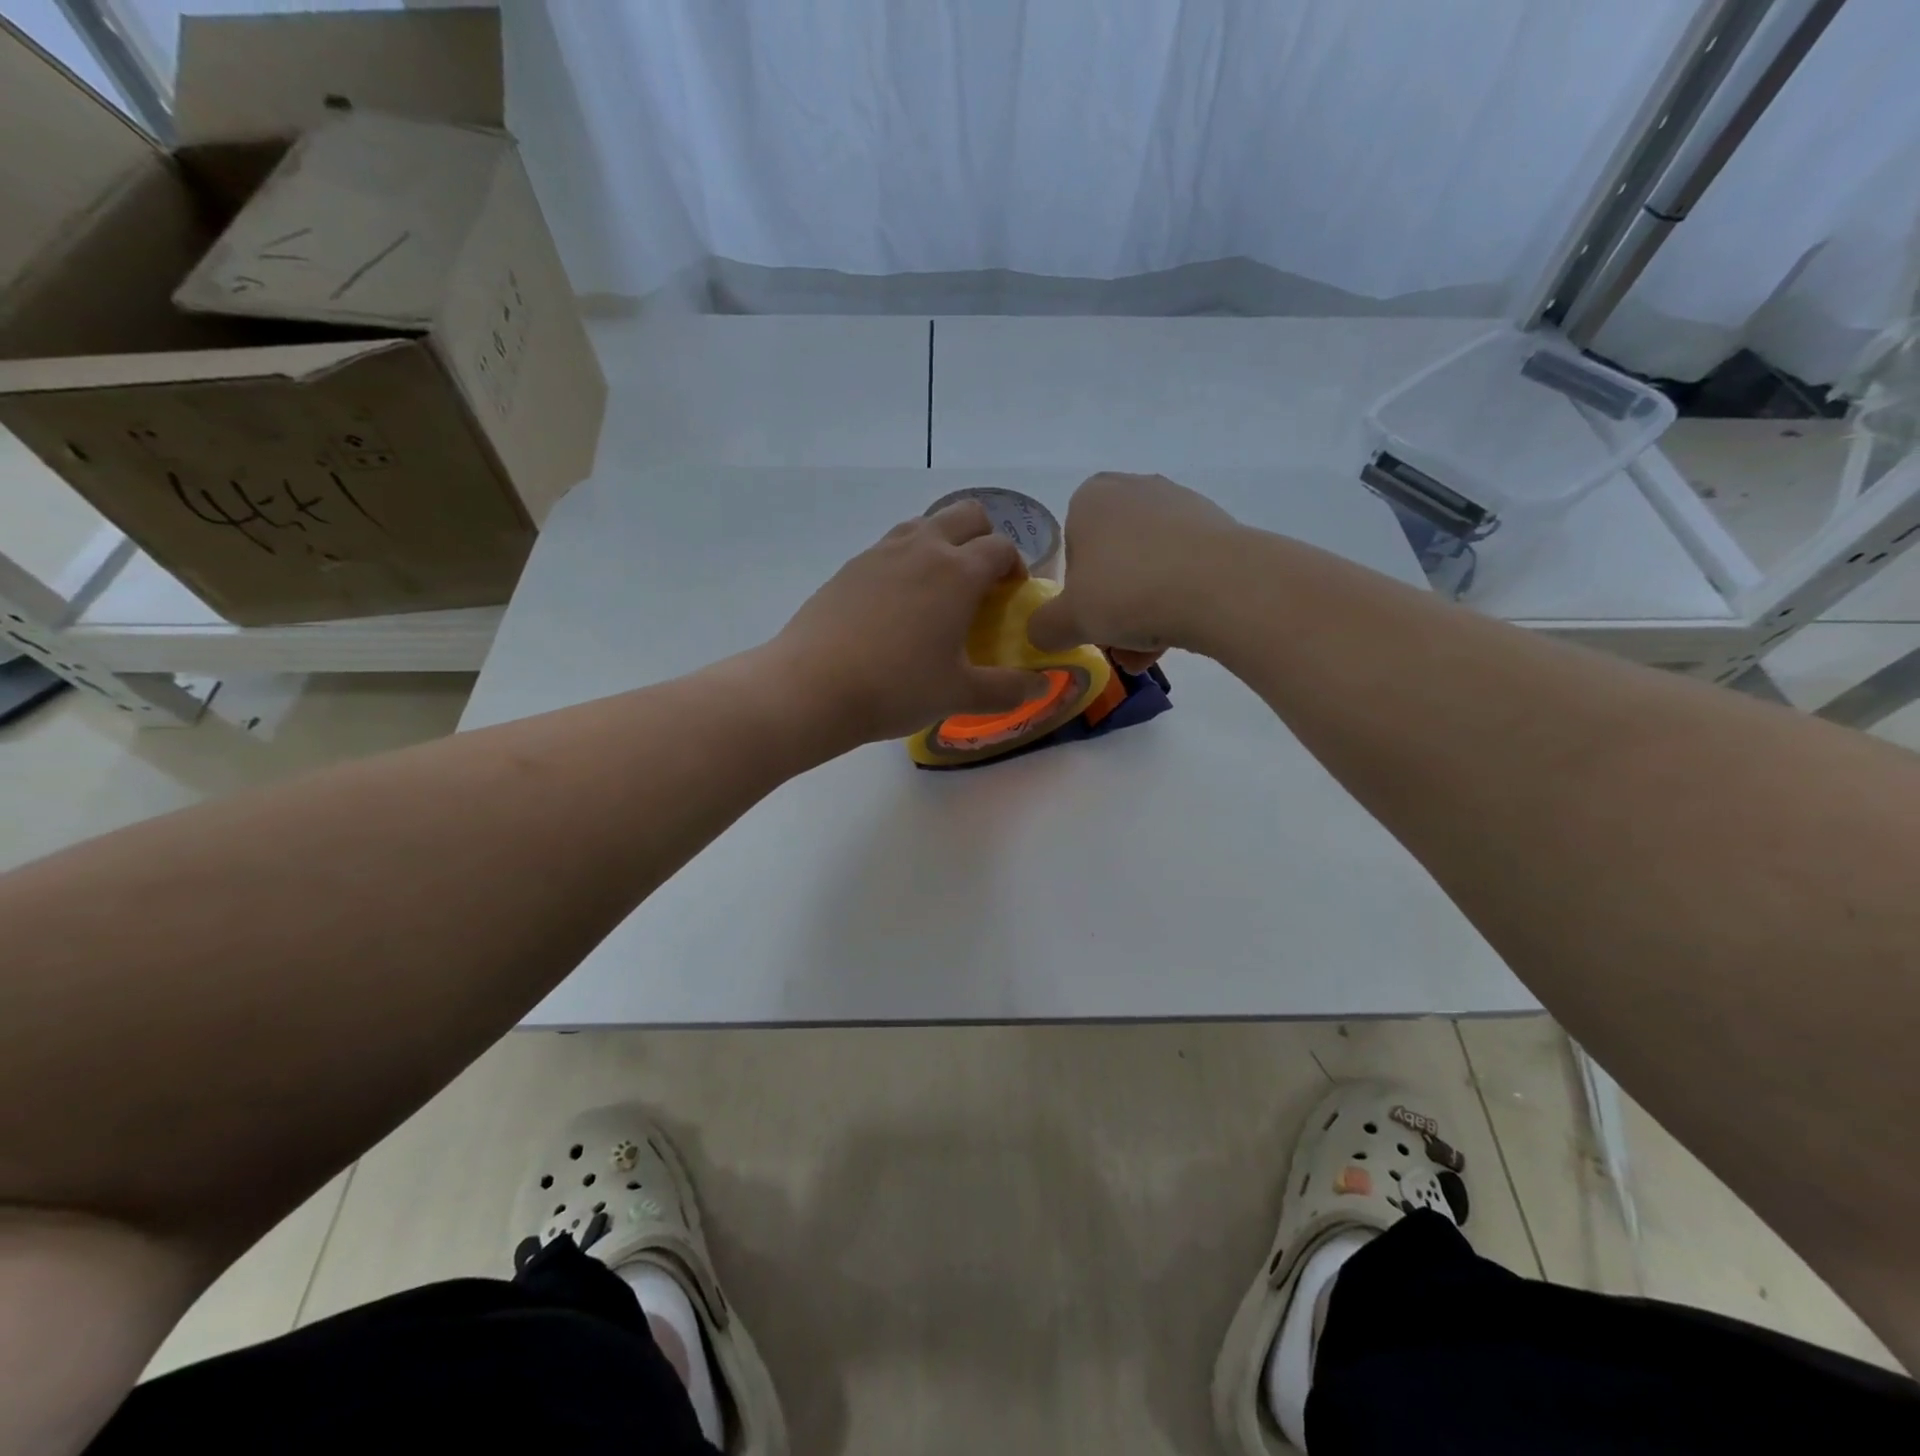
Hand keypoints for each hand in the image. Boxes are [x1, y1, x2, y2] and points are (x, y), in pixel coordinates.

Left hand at [767, 500, 1047, 745]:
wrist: (812, 687)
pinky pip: (891, 546)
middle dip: (984, 537)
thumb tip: (1040, 685)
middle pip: (966, 514)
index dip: (1015, 567)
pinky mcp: (850, 566)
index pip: (1002, 547)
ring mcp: (881, 552)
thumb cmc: (896, 688)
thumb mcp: (960, 695)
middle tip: (981, 581)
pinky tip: (897, 605)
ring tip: (940, 589)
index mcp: (958, 572)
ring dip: (943, 542)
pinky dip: (907, 560)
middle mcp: (922, 548)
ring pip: (924, 523)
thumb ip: (1008, 689)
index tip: (1011, 596)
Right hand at [1028, 472, 1240, 662]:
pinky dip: (1177, 602)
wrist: (1222, 587)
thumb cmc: (1128, 592)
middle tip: (1117, 642)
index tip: (1089, 619)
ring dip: (1143, 614)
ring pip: (1148, 569)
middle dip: (1113, 606)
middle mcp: (1135, 489)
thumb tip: (1041, 633)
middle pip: (1112, 561)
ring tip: (1148, 655)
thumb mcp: (1068, 620)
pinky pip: (1184, 569)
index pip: (1071, 549)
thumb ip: (1044, 627)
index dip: (1076, 592)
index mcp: (1091, 497)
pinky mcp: (1218, 528)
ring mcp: (1181, 505)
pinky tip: (1180, 638)